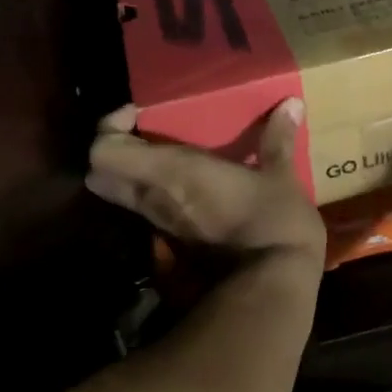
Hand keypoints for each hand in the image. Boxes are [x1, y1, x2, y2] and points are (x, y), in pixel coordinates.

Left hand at [86, 100, 326, 272]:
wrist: (275, 289)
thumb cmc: (274, 223)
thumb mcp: (282, 176)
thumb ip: (278, 139)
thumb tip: (292, 103)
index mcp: (171, 171)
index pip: (103, 152)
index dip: (109, 128)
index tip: (137, 115)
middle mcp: (154, 197)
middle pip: (100, 176)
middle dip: (115, 152)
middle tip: (147, 135)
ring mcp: (161, 226)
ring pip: (123, 197)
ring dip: (135, 175)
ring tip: (174, 157)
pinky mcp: (175, 246)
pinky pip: (150, 213)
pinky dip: (157, 197)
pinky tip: (192, 189)